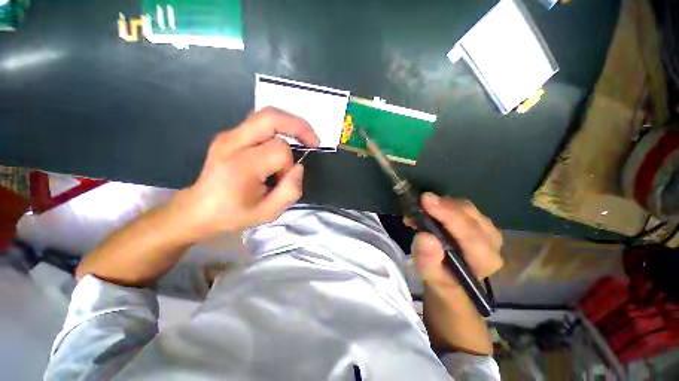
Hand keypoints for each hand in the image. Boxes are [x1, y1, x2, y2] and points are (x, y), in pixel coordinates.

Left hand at [172, 107, 318, 240]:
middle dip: (299, 126)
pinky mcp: (230, 135)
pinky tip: (284, 142)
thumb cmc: (233, 214)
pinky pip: (260, 123)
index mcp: (240, 165)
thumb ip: (290, 191)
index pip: (279, 150)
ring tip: (303, 139)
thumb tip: (298, 167)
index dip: (289, 164)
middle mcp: (232, 143)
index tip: (284, 179)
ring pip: (266, 115)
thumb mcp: (268, 213)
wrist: (199, 209)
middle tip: (313, 141)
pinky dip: (279, 128)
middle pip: (271, 117)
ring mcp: (229, 135)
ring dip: (290, 125)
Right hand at [407, 193, 502, 291]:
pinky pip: (462, 206)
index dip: (447, 215)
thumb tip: (425, 237)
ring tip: (421, 209)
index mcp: (484, 260)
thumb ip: (428, 260)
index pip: (469, 233)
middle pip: (470, 215)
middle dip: (442, 206)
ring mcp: (488, 230)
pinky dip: (443, 204)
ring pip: (466, 207)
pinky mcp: (479, 222)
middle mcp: (492, 242)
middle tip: (419, 203)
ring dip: (441, 204)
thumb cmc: (441, 279)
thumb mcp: (430, 275)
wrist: (452, 279)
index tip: (425, 199)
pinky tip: (429, 209)